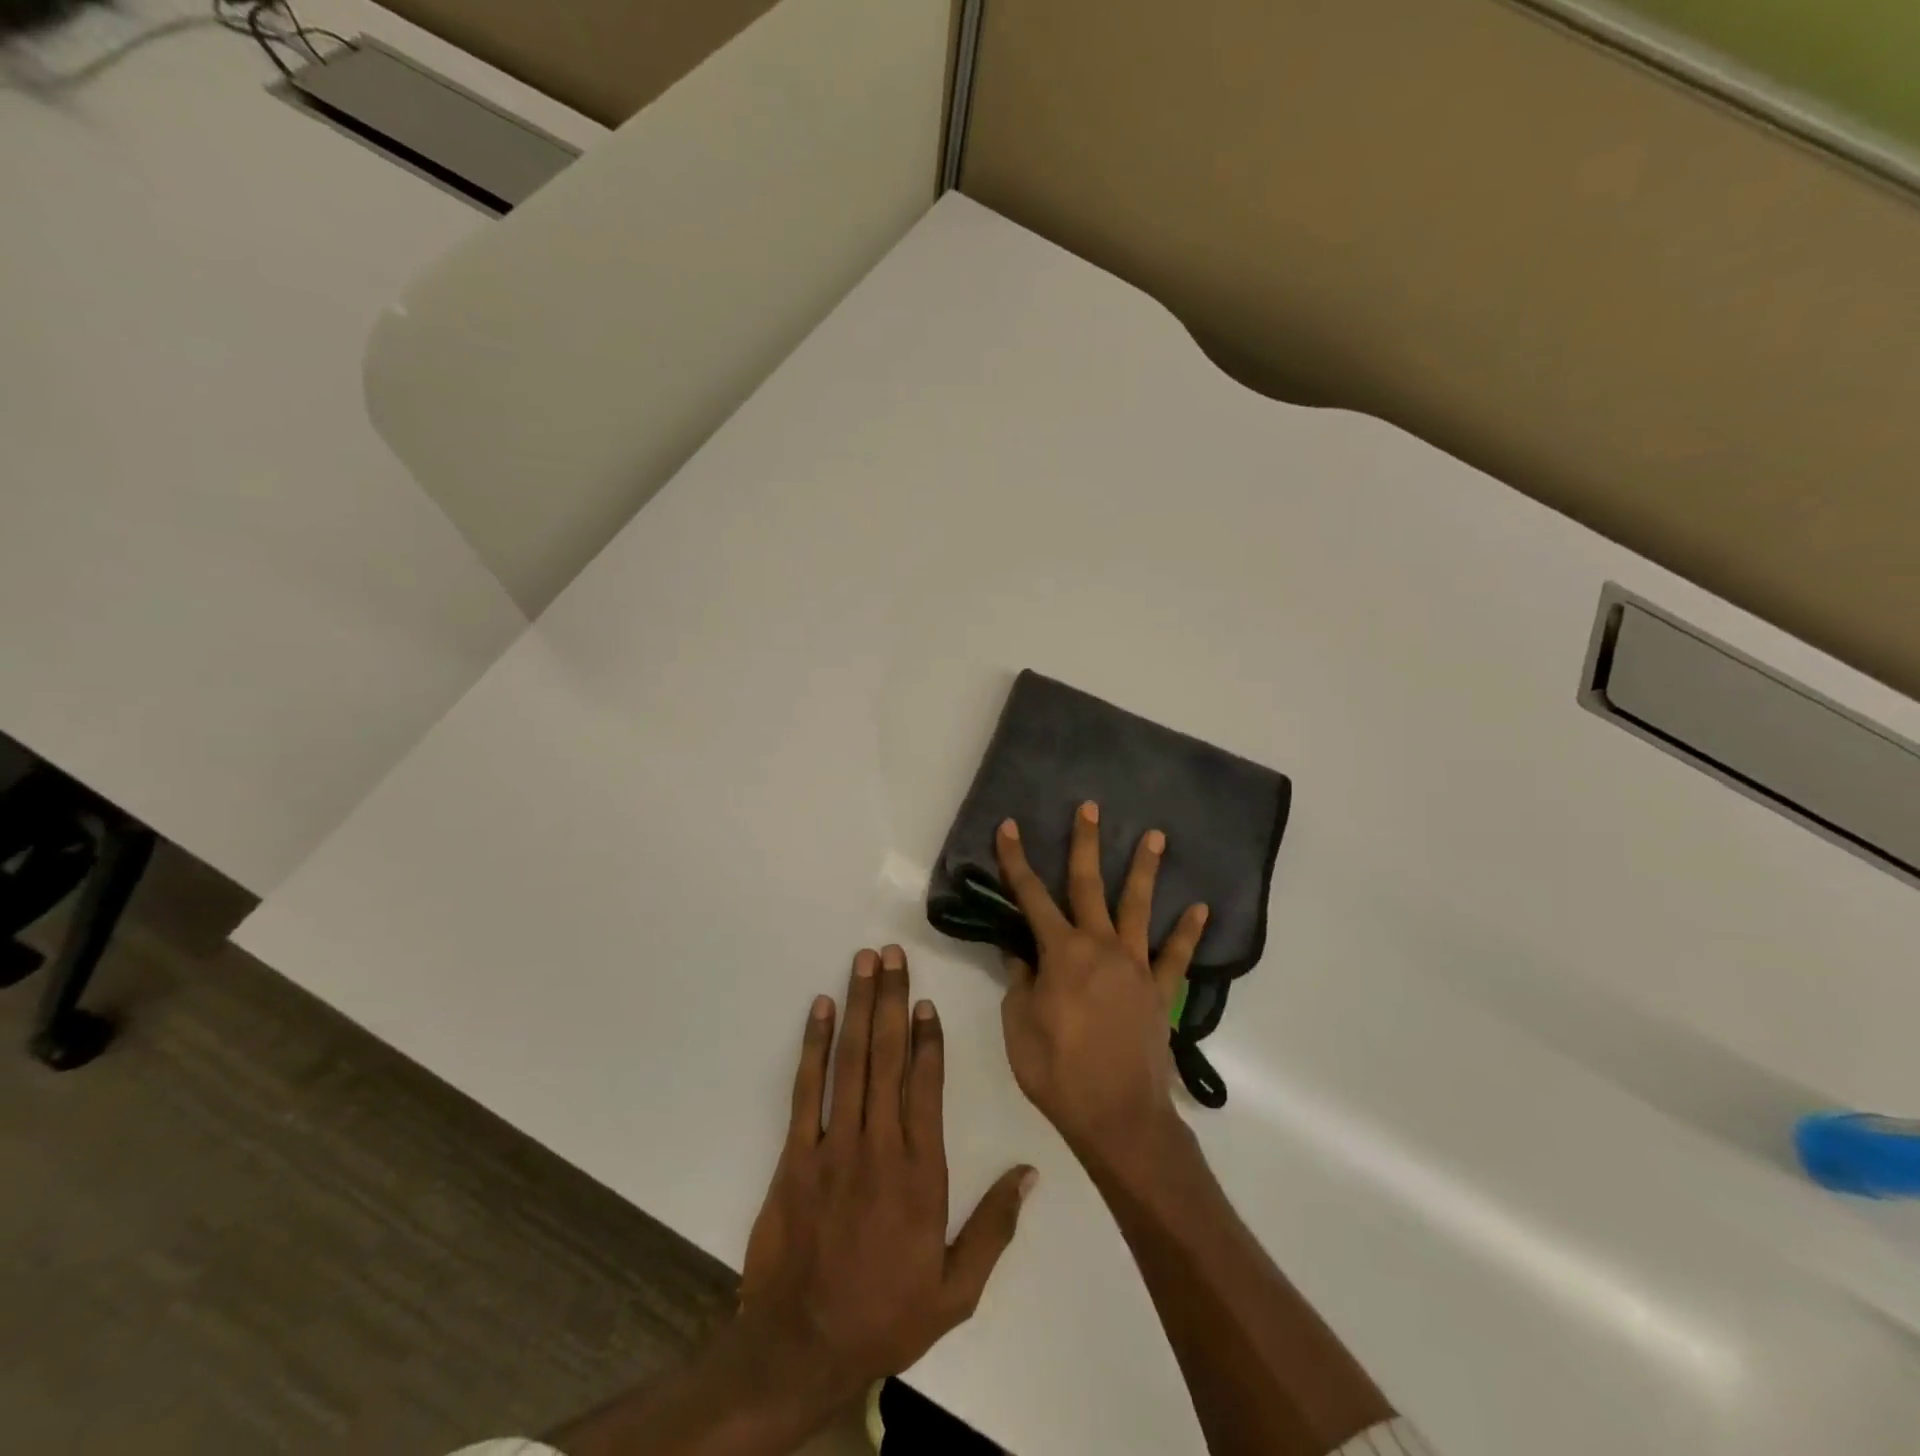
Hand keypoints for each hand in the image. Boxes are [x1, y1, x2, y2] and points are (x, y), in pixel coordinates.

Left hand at [739, 946, 1033, 1406]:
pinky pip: (806, 1090)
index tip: (926, 1000)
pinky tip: (821, 1009)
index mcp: (921, 1172)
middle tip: (891, 954)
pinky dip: (814, 1045)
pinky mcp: (795, 1155)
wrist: (801, 1349)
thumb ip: (993, 1228)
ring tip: (863, 963)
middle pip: (887, 1057)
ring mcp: (834, 1146)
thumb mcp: (955, 1290)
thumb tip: (1029, 1174)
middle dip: (891, 1000)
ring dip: (859, 1007)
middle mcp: (879, 1146)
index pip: (927, 1086)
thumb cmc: (885, 1315)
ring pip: (850, 1062)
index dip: (928, 1038)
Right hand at [995, 803, 1208, 1162]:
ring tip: (1157, 835)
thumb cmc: (1058, 1072)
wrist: (1118, 1117)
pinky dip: (1188, 931)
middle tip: (1091, 807)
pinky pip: (1176, 955)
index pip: (1031, 896)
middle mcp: (1100, 946)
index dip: (1016, 860)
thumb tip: (1019, 953)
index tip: (1008, 827)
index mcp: (1061, 953)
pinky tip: (1200, 907)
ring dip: (1146, 869)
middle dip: (1086, 843)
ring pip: (1139, 907)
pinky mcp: (1160, 990)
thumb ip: (1019, 982)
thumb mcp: (1019, 1026)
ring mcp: (1136, 966)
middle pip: (1089, 885)